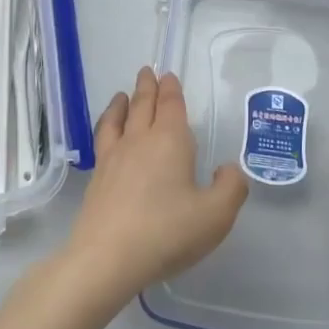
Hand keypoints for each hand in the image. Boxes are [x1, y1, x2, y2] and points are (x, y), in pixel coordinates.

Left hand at [61, 68, 248, 309]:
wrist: (108, 257)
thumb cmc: (167, 232)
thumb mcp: (216, 215)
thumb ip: (230, 188)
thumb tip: (228, 169)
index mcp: (171, 141)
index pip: (171, 105)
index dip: (171, 89)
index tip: (168, 76)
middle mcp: (140, 140)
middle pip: (144, 105)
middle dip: (148, 87)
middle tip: (148, 71)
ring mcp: (114, 157)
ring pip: (119, 119)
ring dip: (123, 102)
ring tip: (123, 94)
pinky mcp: (98, 177)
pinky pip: (103, 138)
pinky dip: (107, 125)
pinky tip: (108, 134)